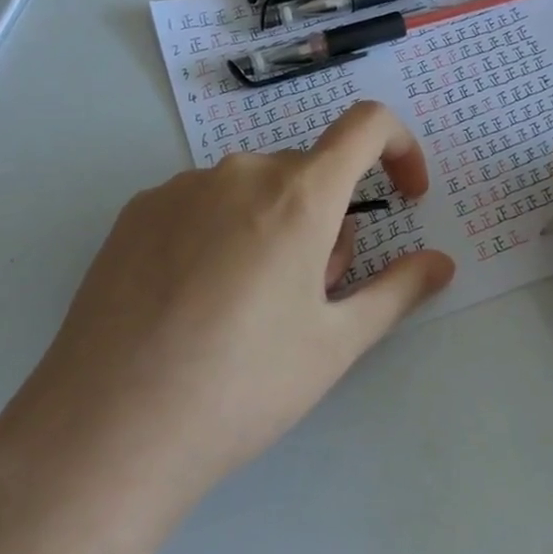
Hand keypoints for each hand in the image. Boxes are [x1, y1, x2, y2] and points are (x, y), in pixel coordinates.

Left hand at [0, 102, 455, 512]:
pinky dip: (222, 232)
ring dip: (274, 226)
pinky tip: (194, 300)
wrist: (111, 428)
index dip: (400, 149)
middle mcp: (239, 172)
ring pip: (254, 189)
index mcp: (298, 195)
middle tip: (311, 297)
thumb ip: (397, 291)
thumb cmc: (242, 387)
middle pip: (308, 173)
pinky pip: (202, 203)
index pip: (367, 125)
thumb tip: (441, 263)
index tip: (405, 198)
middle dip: (329, 219)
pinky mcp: (136, 211)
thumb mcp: (334, 344)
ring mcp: (180, 187)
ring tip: (247, 307)